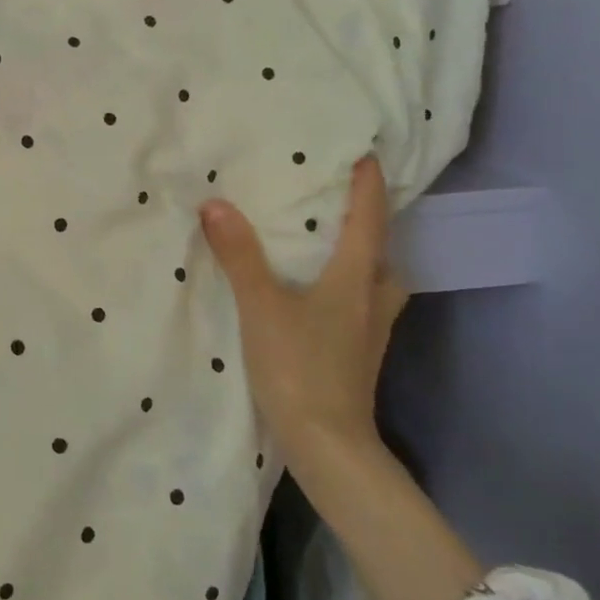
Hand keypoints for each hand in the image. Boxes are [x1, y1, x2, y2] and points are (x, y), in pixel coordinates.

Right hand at [198, 154, 408, 466]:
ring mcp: (369, 332)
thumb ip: (239, 256)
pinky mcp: (358, 355)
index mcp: (355, 281)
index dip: (367, 187)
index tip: (367, 155)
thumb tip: (216, 204)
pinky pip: (361, 305)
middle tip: (345, 203)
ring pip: (376, 283)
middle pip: (383, 254)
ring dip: (362, 260)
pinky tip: (319, 296)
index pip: (369, 222)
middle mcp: (371, 301)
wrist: (326, 444)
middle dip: (371, 225)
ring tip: (331, 248)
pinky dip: (347, 288)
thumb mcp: (261, 306)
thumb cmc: (299, 367)